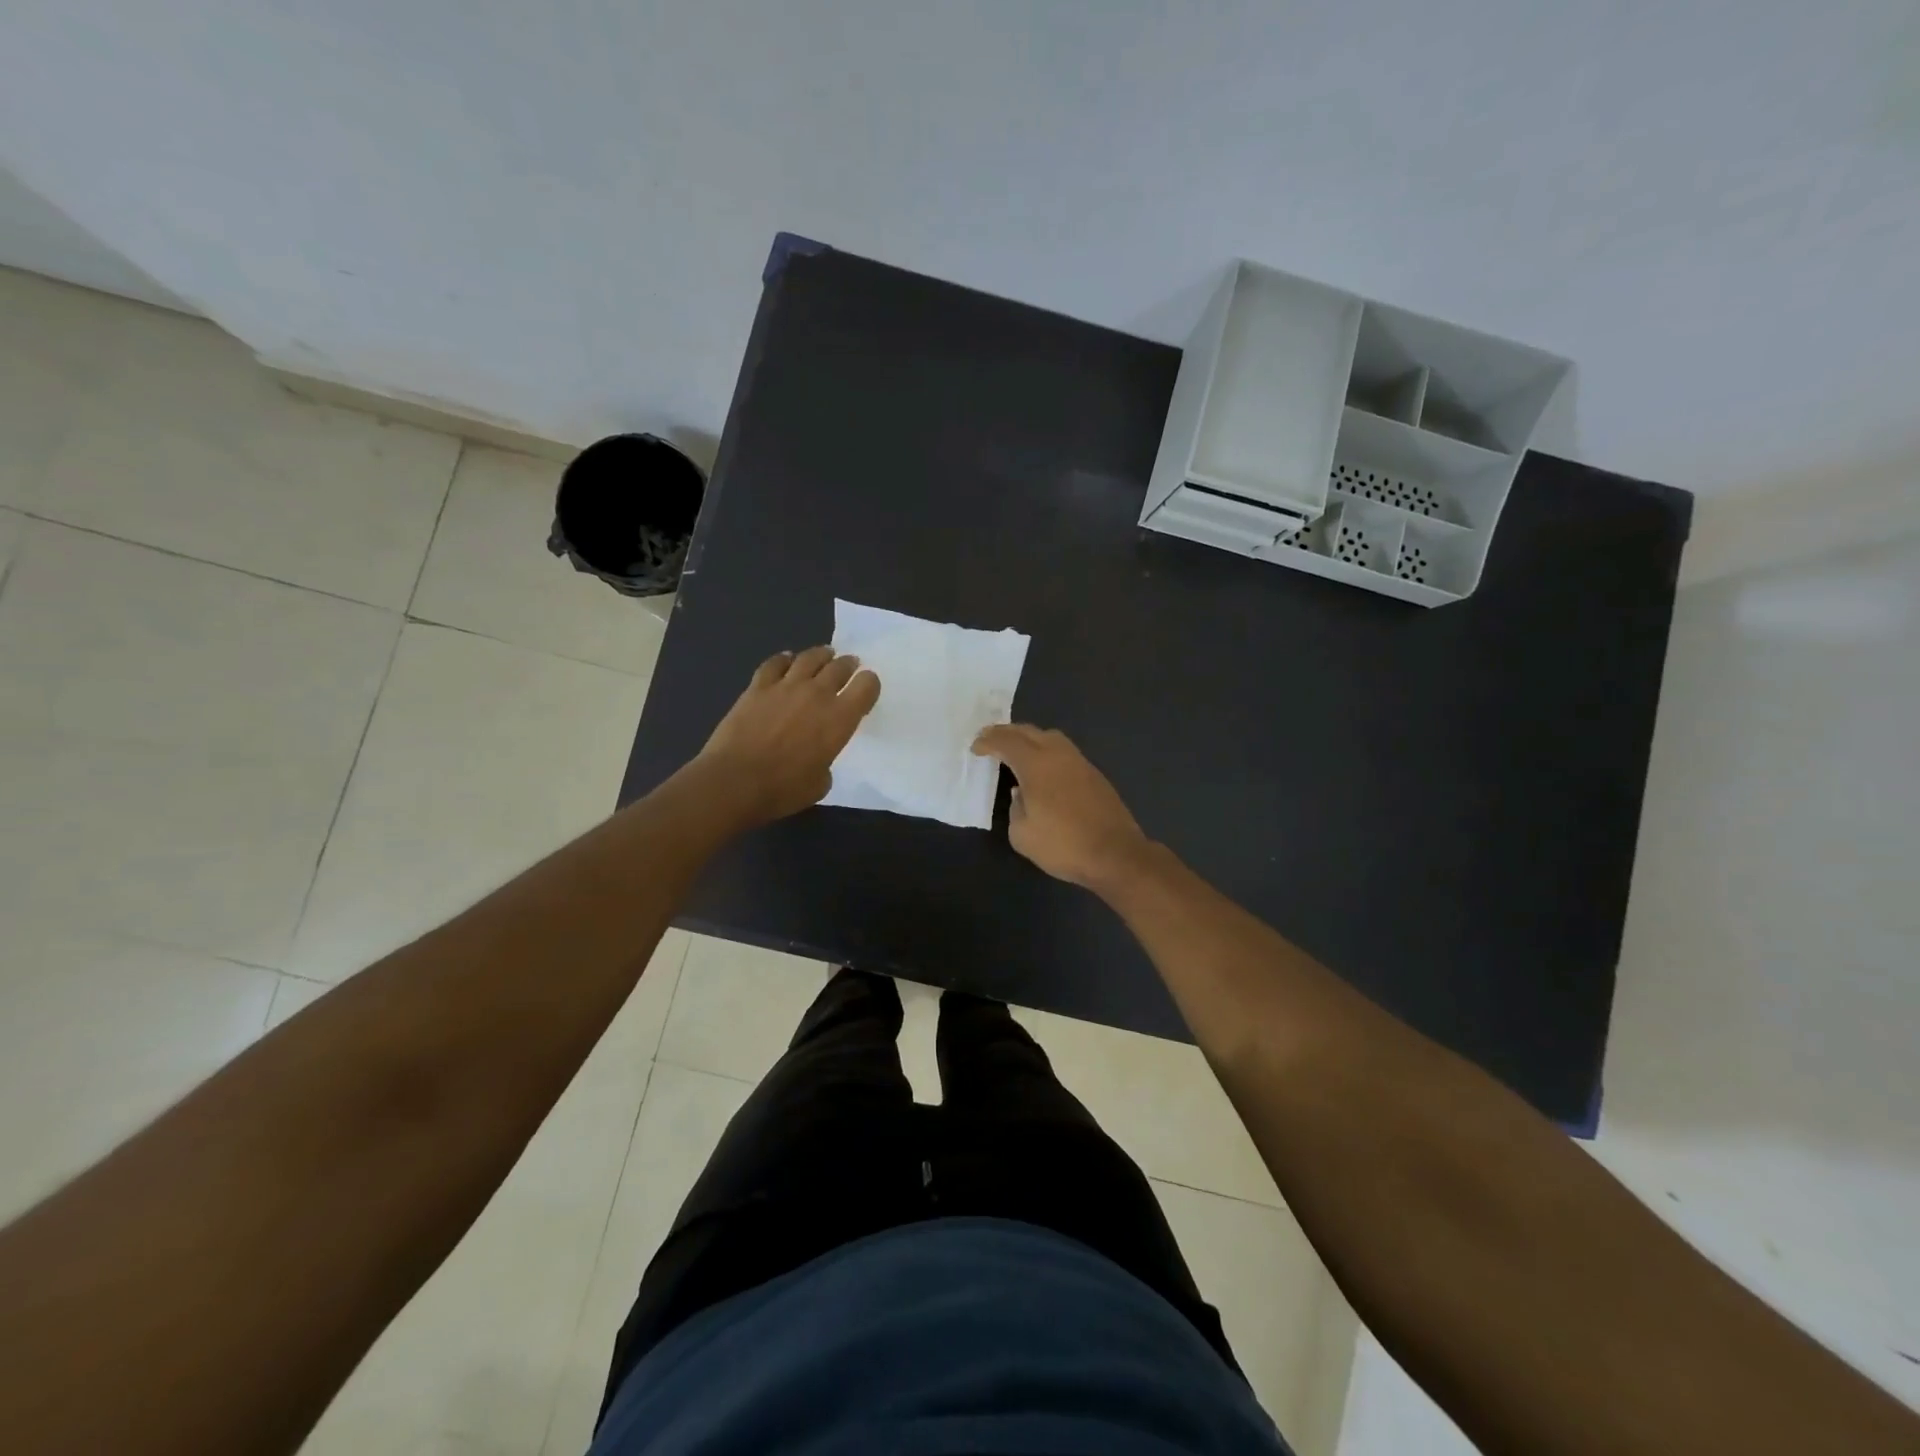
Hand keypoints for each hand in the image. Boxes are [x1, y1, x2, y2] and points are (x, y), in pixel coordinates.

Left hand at [698, 647, 880, 823]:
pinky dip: (784, 659)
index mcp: (840, 718)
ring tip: (825, 655)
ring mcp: (785, 686)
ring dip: (821, 655)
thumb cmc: (783, 789)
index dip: (869, 684)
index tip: (867, 688)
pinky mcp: (757, 687)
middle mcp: (817, 694)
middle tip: (850, 665)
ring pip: (809, 658)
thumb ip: (825, 761)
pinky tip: (786, 659)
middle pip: (839, 667)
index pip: (866, 686)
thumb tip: (816, 756)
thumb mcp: (820, 782)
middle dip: (848, 665)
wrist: (735, 781)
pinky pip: (774, 663)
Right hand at [971, 724, 1152, 890]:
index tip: (975, 748)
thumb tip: (1021, 794)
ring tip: (1015, 749)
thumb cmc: (1064, 845)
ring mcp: (1080, 762)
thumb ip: (1015, 808)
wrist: (1116, 854)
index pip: (1007, 742)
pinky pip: (1063, 751)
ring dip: (1029, 738)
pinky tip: (1042, 768)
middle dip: (1006, 732)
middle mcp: (1058, 755)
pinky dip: (1046, 751)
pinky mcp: (1094, 774)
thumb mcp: (1023, 835)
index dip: (988, 742)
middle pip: (1028, 731)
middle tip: (990, 739)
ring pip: (1050, 737)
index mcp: (1036, 765)